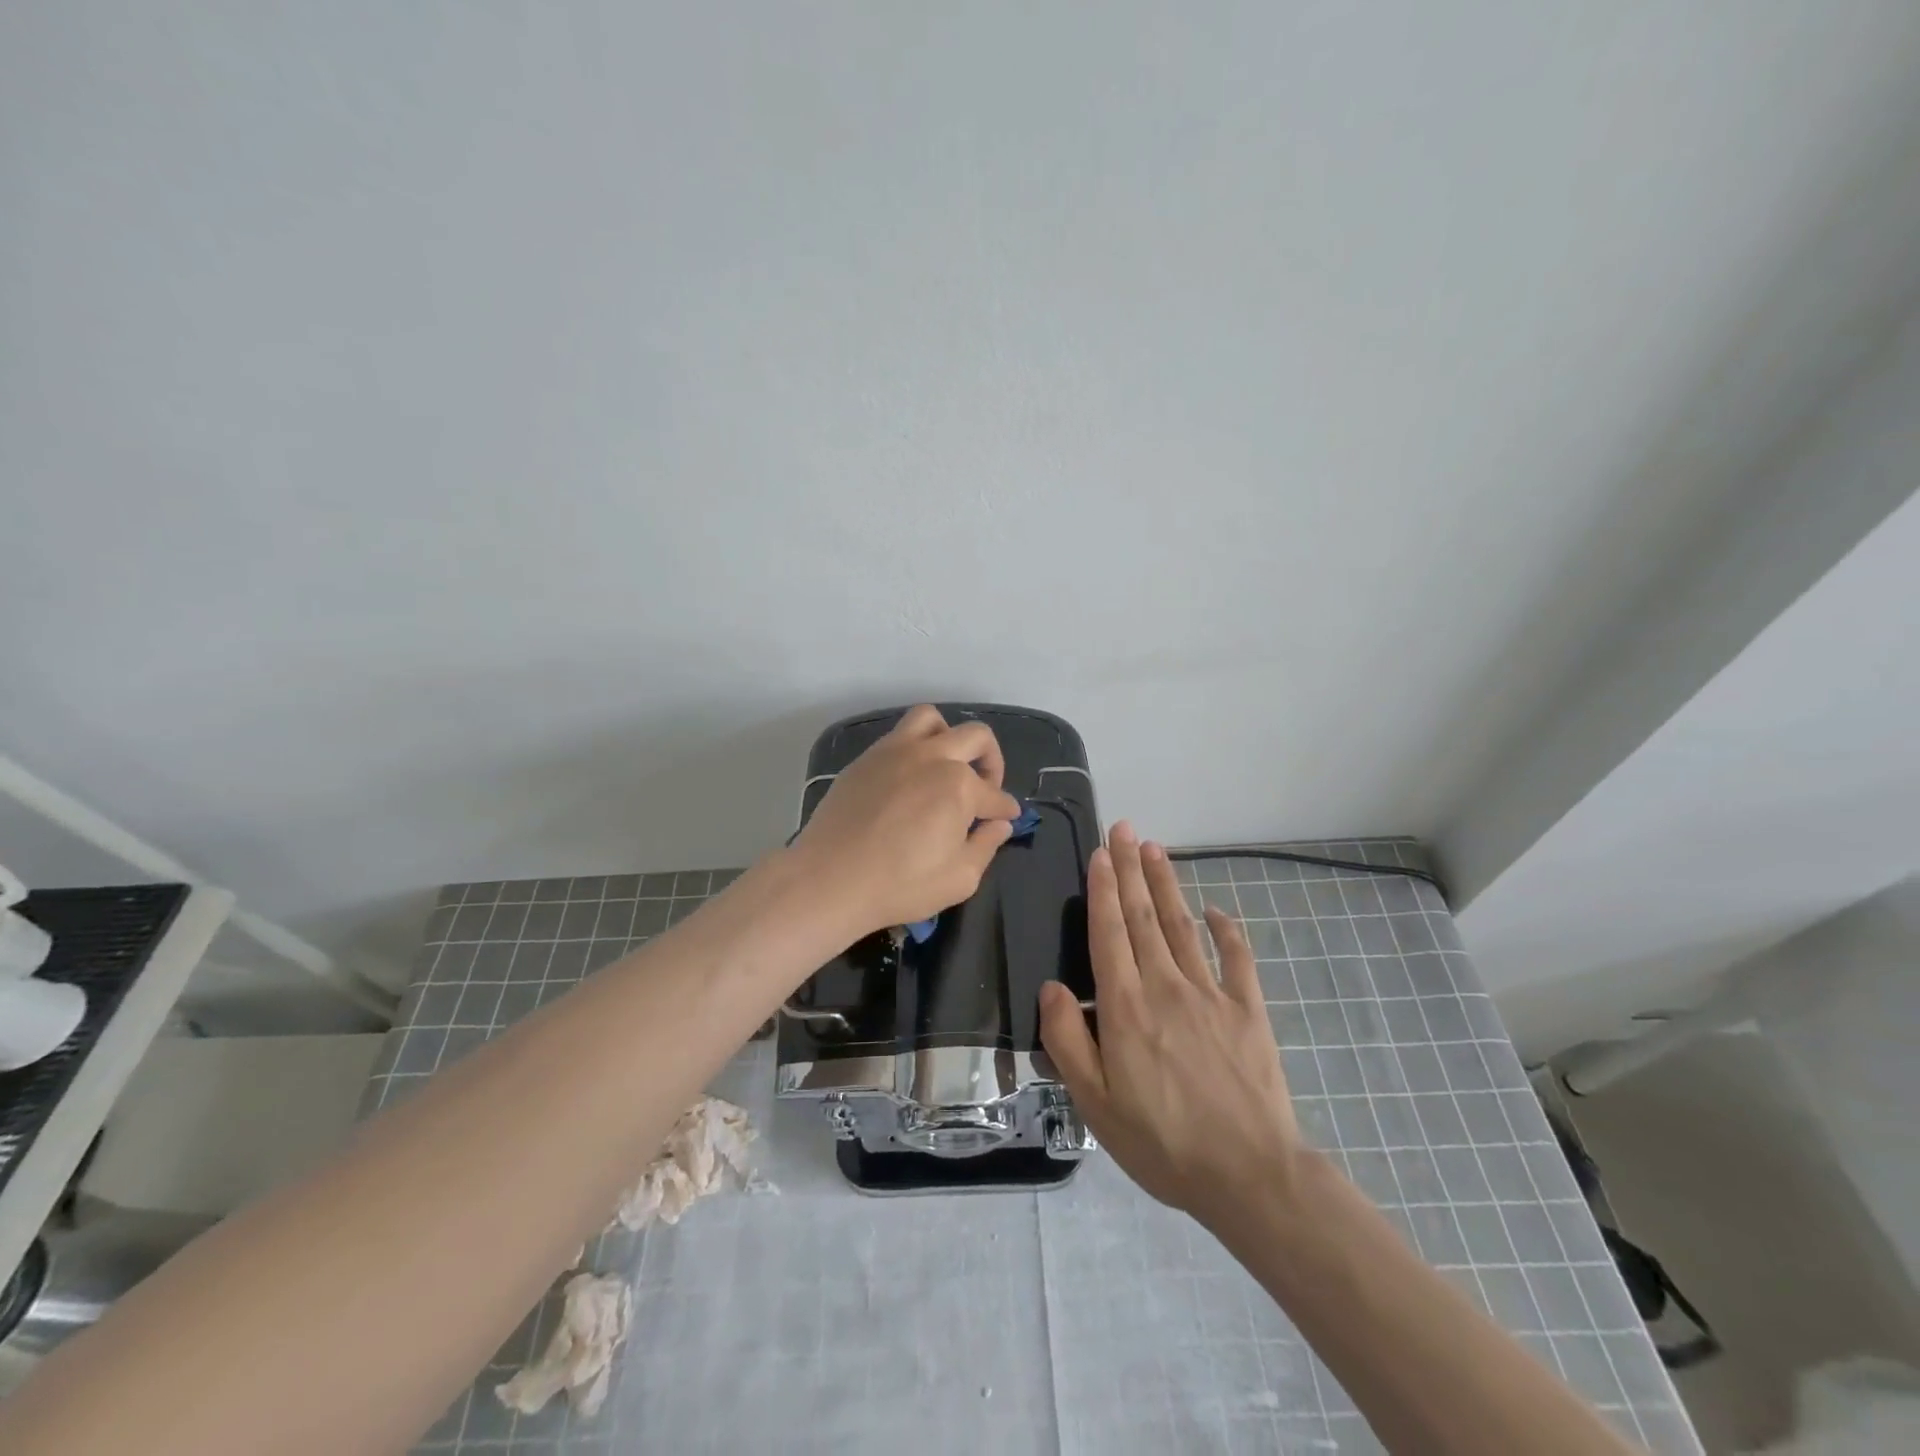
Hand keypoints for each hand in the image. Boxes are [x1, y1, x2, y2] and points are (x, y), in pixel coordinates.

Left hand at [790, 705, 1021, 938]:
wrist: (830, 879)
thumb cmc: (901, 884)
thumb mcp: (960, 878)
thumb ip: (986, 846)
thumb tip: (999, 824)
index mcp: (959, 785)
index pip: (995, 795)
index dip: (1006, 809)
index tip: (1007, 818)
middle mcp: (932, 756)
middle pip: (976, 737)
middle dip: (992, 761)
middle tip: (986, 789)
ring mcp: (895, 752)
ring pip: (932, 720)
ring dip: (949, 737)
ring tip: (947, 765)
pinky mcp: (866, 759)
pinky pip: (898, 735)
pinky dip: (915, 747)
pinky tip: (911, 778)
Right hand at [1039, 821, 1301, 1226]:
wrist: (1249, 1175)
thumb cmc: (1161, 1142)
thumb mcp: (1095, 1103)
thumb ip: (1068, 1040)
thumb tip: (1051, 987)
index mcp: (1126, 1006)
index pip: (1109, 933)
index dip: (1103, 889)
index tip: (1101, 853)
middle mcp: (1166, 985)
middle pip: (1143, 916)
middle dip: (1131, 869)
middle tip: (1124, 828)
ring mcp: (1211, 994)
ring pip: (1182, 926)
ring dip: (1166, 885)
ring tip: (1155, 850)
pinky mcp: (1248, 1010)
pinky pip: (1236, 959)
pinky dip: (1226, 930)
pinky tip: (1216, 909)